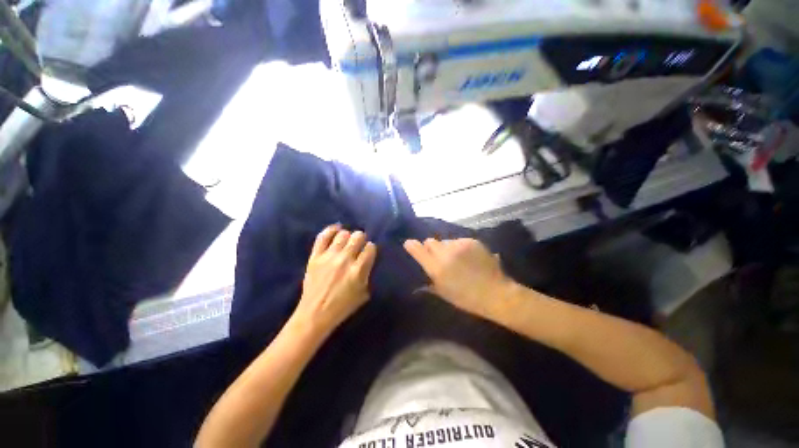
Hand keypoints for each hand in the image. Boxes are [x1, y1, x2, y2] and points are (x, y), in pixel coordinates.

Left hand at [291, 225, 376, 334]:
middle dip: (361, 239)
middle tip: (359, 245)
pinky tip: (336, 229)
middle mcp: (345, 260)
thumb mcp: (363, 293)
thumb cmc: (342, 307)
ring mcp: (329, 257)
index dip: (371, 248)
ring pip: (343, 234)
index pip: (370, 248)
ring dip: (348, 236)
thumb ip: (367, 273)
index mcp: (358, 271)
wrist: (315, 314)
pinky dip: (331, 230)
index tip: (369, 251)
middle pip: (358, 236)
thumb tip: (367, 259)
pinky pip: (323, 236)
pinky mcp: (315, 256)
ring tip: (347, 241)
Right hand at [404, 238, 513, 316]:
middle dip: (430, 247)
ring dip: (446, 248)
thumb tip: (418, 281)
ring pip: (445, 241)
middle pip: (430, 241)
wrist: (496, 293)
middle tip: (437, 256)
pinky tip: (467, 257)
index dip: (412, 246)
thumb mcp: (444, 294)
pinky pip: (458, 241)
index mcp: (437, 268)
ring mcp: (459, 245)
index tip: (409, 244)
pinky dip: (459, 247)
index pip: (418, 250)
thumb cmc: (467, 299)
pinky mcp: (471, 241)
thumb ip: (430, 283)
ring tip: (456, 258)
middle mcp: (446, 253)